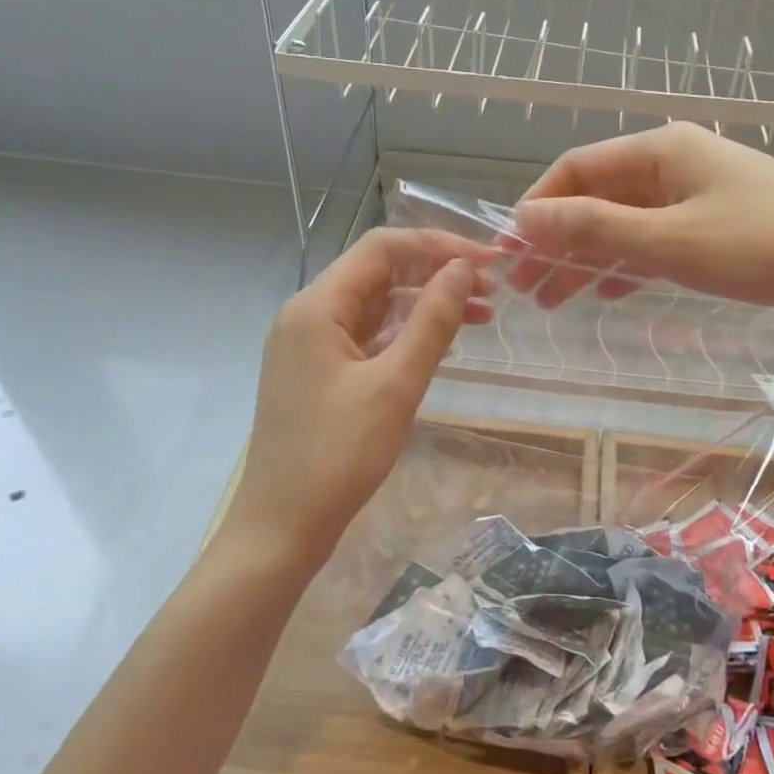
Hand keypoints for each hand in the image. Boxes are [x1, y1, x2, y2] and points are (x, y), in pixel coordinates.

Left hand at [232, 229, 492, 565]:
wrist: (281, 528)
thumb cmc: (338, 455)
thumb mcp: (395, 384)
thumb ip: (432, 321)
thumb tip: (463, 270)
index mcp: (317, 306)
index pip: (383, 248)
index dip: (438, 245)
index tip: (487, 262)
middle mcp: (308, 314)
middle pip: (379, 273)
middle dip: (436, 274)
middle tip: (492, 292)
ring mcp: (310, 345)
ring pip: (375, 306)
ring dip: (425, 305)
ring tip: (480, 316)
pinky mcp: (317, 372)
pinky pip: (367, 336)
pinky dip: (405, 333)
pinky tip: (441, 344)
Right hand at [505, 123, 773, 336]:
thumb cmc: (765, 247)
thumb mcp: (670, 241)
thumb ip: (594, 229)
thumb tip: (524, 218)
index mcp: (661, 149)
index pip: (576, 169)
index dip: (536, 208)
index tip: (507, 252)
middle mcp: (676, 162)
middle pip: (598, 197)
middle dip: (558, 240)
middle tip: (524, 287)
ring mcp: (701, 194)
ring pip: (626, 222)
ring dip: (588, 257)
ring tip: (553, 299)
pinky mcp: (721, 226)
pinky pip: (657, 240)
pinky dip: (627, 264)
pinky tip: (608, 292)